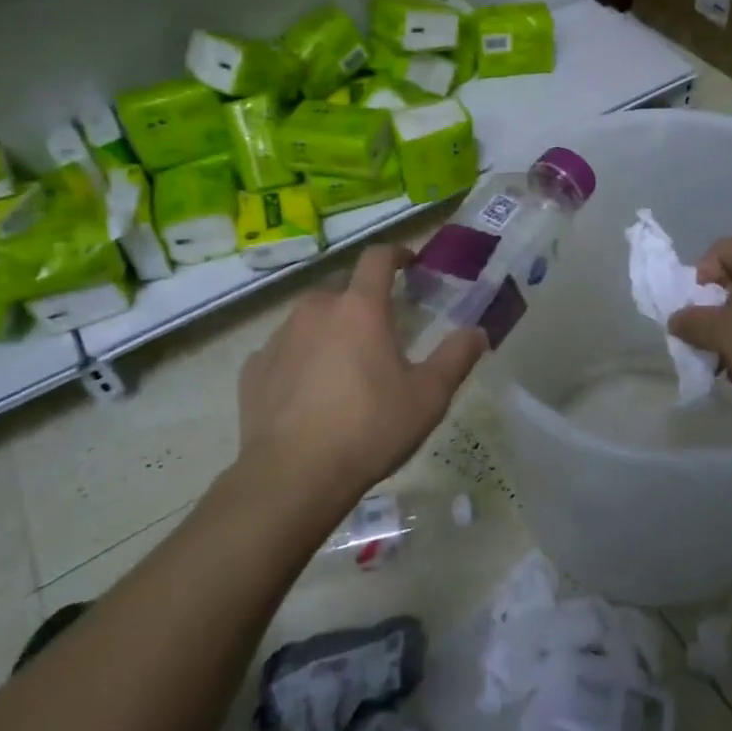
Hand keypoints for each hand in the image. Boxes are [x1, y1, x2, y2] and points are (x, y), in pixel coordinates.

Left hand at [239, 244, 486, 496]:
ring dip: (330, 330)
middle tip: (382, 333)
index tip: (409, 262)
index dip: (396, 253)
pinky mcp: (253, 369)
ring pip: (311, 319)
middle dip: (363, 303)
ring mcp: (279, 338)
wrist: (292, 477)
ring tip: (345, 366)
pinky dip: (299, 359)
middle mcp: (315, 310)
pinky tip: (308, 392)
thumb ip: (456, 358)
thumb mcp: (428, 397)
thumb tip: (478, 332)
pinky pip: (283, 351)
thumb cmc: (369, 428)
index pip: (377, 258)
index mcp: (360, 308)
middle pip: (343, 291)